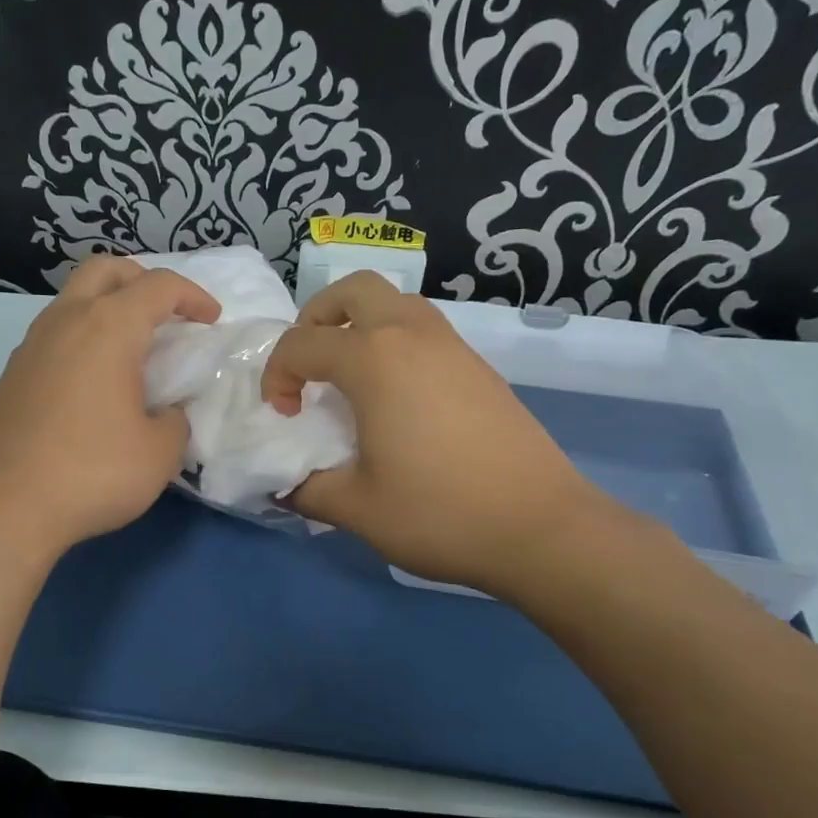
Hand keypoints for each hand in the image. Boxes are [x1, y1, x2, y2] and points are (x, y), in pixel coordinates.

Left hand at [0, 257, 219, 559]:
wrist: (1, 507)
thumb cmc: (91, 472)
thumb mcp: (159, 453)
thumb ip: (175, 421)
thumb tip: (166, 413)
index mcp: (108, 327)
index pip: (159, 286)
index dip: (193, 296)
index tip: (211, 321)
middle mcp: (66, 321)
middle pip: (106, 269)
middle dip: (143, 279)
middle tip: (167, 313)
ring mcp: (31, 346)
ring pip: (74, 299)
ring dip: (108, 306)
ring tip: (134, 349)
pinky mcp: (12, 375)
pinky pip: (56, 334)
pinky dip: (84, 337)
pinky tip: (97, 381)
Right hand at [260, 272, 623, 600]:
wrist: (541, 527)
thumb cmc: (439, 514)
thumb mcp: (356, 509)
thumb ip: (306, 488)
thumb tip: (284, 483)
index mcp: (375, 360)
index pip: (302, 344)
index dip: (277, 376)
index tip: (283, 417)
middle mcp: (413, 335)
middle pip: (354, 290)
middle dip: (318, 317)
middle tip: (311, 366)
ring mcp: (453, 347)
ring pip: (396, 302)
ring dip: (361, 324)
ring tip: (351, 378)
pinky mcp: (479, 367)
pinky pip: (425, 330)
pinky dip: (396, 343)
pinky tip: (398, 399)